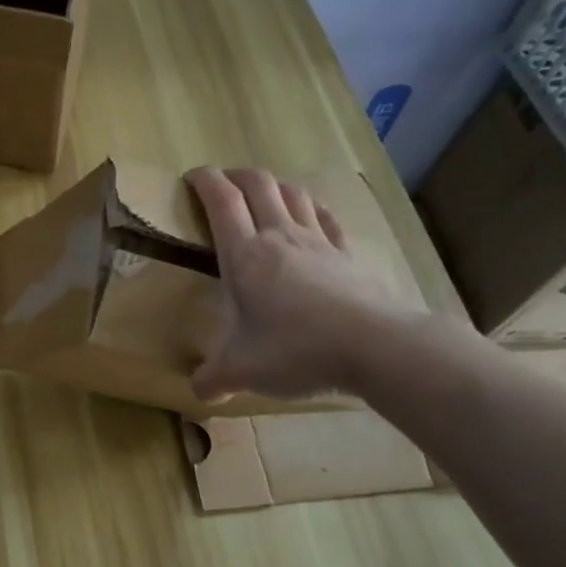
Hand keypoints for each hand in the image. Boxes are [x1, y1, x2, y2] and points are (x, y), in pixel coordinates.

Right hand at [186, 166, 427, 399]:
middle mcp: (280, 237)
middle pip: (258, 184)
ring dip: (273, 185)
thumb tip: (199, 391)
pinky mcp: (348, 255)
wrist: (374, 347)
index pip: (221, 201)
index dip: (204, 181)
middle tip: (222, 183)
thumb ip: (212, 379)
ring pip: (293, 193)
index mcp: (245, 255)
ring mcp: (319, 242)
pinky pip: (327, 218)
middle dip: (236, 175)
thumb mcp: (241, 371)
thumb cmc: (295, 350)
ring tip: (263, 194)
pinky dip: (312, 208)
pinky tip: (311, 214)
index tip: (190, 177)